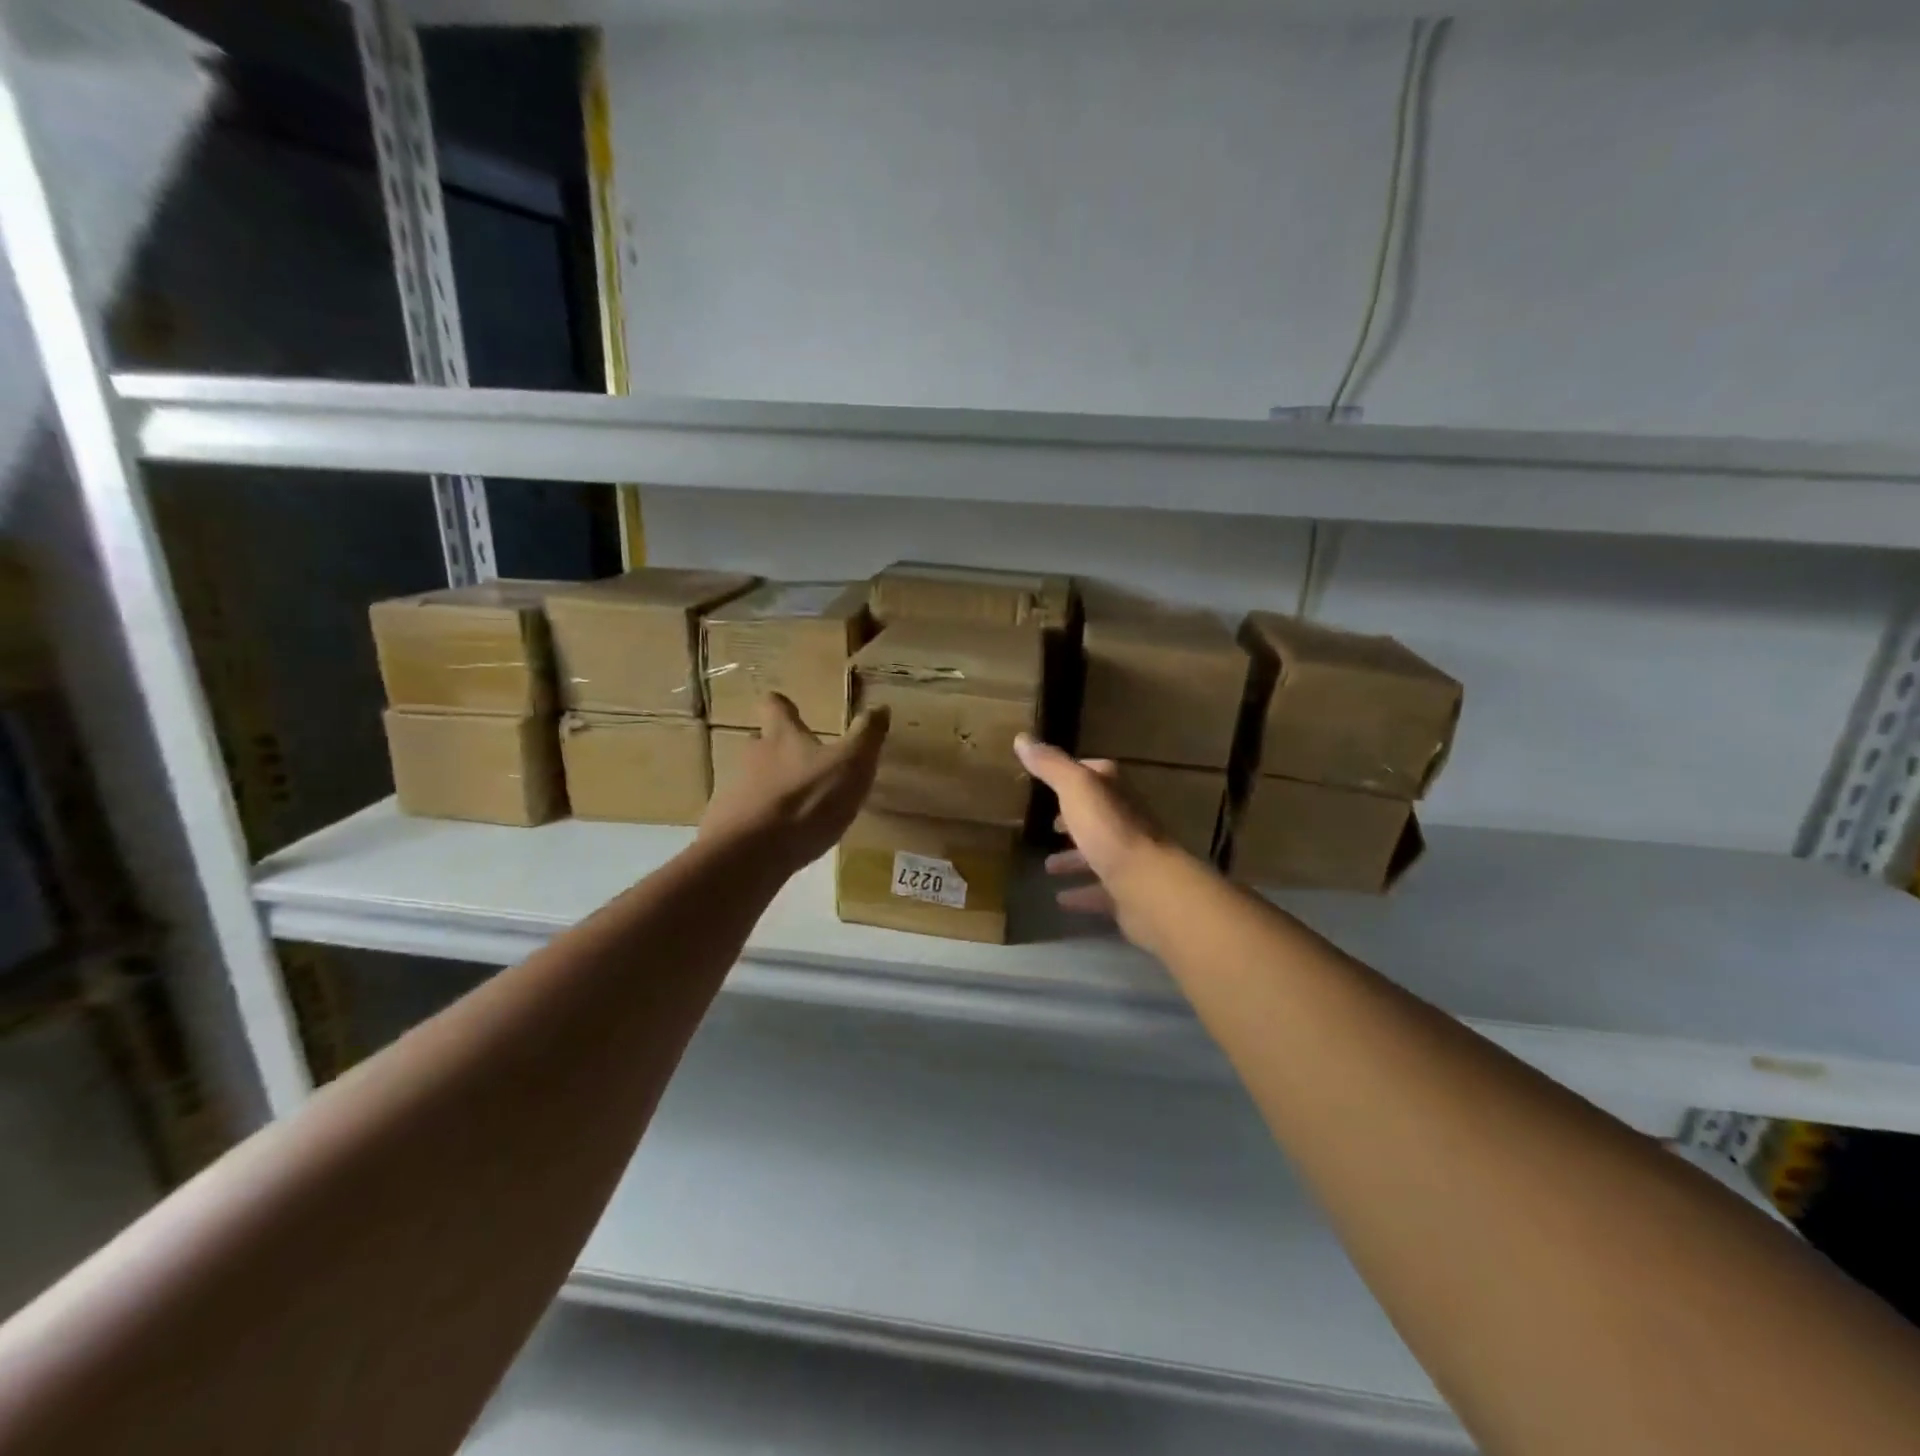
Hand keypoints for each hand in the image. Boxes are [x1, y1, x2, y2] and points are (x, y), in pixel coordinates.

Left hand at [699, 694, 888, 872]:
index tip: (790, 709)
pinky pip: (745, 817)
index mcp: (782, 737)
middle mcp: (752, 757)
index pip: (775, 706)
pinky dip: (761, 823)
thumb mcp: (850, 765)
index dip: (783, 706)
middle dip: (778, 752)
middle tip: (801, 767)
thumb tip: (880, 707)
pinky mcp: (726, 826)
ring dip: (771, 789)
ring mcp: (733, 791)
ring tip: (796, 811)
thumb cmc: (807, 800)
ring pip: (752, 781)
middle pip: (760, 744)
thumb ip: (866, 736)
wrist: (751, 854)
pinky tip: (779, 841)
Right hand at [1014, 733, 1176, 944]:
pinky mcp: (1128, 892)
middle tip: (1049, 827)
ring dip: (1075, 858)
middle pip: (1098, 815)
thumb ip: (1051, 766)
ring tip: (1048, 866)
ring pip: (1098, 853)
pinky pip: (1100, 891)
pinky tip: (1061, 899)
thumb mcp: (1076, 789)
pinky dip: (1081, 892)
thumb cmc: (1110, 830)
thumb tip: (1022, 738)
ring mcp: (1130, 858)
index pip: (1097, 773)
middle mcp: (1127, 820)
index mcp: (1116, 792)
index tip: (1050, 782)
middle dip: (1074, 819)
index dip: (1075, 775)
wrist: (1148, 886)